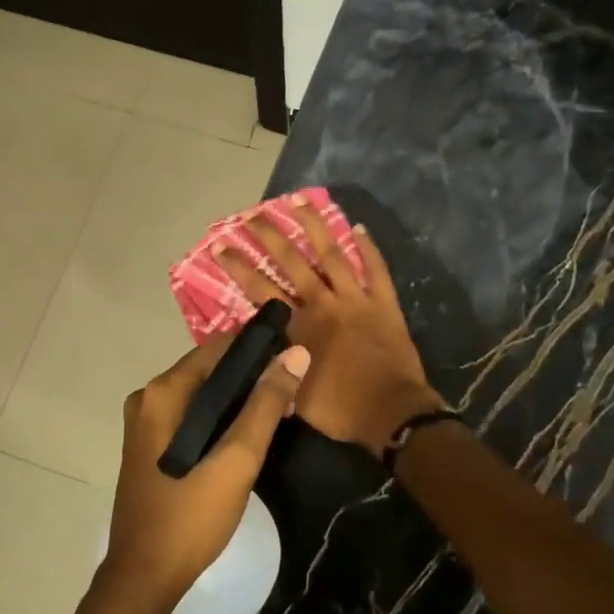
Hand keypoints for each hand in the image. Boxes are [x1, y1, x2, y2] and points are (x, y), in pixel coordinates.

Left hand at [102, 335, 309, 607]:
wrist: (143, 579)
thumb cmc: (190, 517)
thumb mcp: (237, 459)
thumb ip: (266, 405)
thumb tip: (296, 353)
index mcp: (163, 393)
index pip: (218, 348)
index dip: (258, 348)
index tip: (295, 356)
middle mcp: (148, 398)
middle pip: (209, 370)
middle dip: (252, 376)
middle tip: (293, 390)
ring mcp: (146, 424)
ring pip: (203, 395)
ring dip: (240, 398)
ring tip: (282, 410)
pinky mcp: (150, 447)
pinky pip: (192, 417)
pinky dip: (221, 418)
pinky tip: (249, 433)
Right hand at [214, 198, 444, 454]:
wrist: (392, 414)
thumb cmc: (341, 410)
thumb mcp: (294, 395)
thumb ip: (275, 367)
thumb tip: (258, 352)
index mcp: (299, 327)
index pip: (261, 290)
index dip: (239, 267)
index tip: (221, 247)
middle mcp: (324, 304)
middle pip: (292, 263)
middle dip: (269, 237)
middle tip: (252, 216)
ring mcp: (356, 300)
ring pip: (332, 254)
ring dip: (315, 226)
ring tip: (298, 200)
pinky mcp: (384, 304)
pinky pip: (376, 270)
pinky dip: (368, 248)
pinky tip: (358, 227)